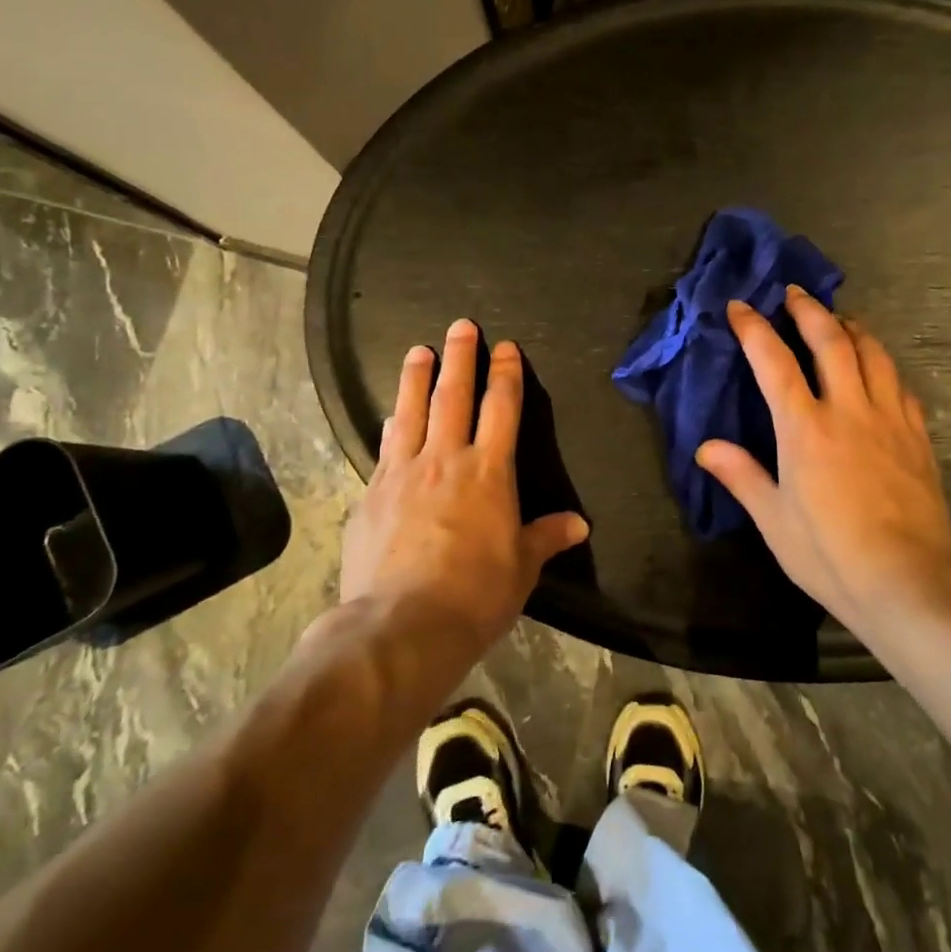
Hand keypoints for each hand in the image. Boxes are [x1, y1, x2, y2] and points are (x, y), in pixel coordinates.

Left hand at [338, 319, 588, 651]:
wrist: (402, 625)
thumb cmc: (476, 594)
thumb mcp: (522, 567)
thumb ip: (546, 537)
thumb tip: (579, 524)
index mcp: (489, 471)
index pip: (502, 408)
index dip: (506, 373)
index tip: (505, 347)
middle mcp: (446, 459)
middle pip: (454, 395)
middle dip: (460, 357)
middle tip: (461, 326)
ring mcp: (403, 473)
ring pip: (411, 411)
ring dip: (416, 377)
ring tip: (418, 350)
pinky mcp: (371, 494)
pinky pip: (384, 447)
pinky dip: (391, 424)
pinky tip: (390, 415)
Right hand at [696, 289, 950, 641]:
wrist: (907, 581)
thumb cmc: (830, 554)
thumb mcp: (774, 521)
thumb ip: (741, 476)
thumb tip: (705, 447)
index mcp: (805, 429)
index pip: (774, 362)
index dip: (754, 329)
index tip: (741, 306)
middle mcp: (848, 410)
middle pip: (830, 341)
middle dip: (809, 310)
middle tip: (794, 292)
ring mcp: (889, 420)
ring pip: (873, 354)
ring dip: (852, 328)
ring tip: (839, 319)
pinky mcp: (917, 436)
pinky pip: (900, 385)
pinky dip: (884, 365)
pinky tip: (879, 369)